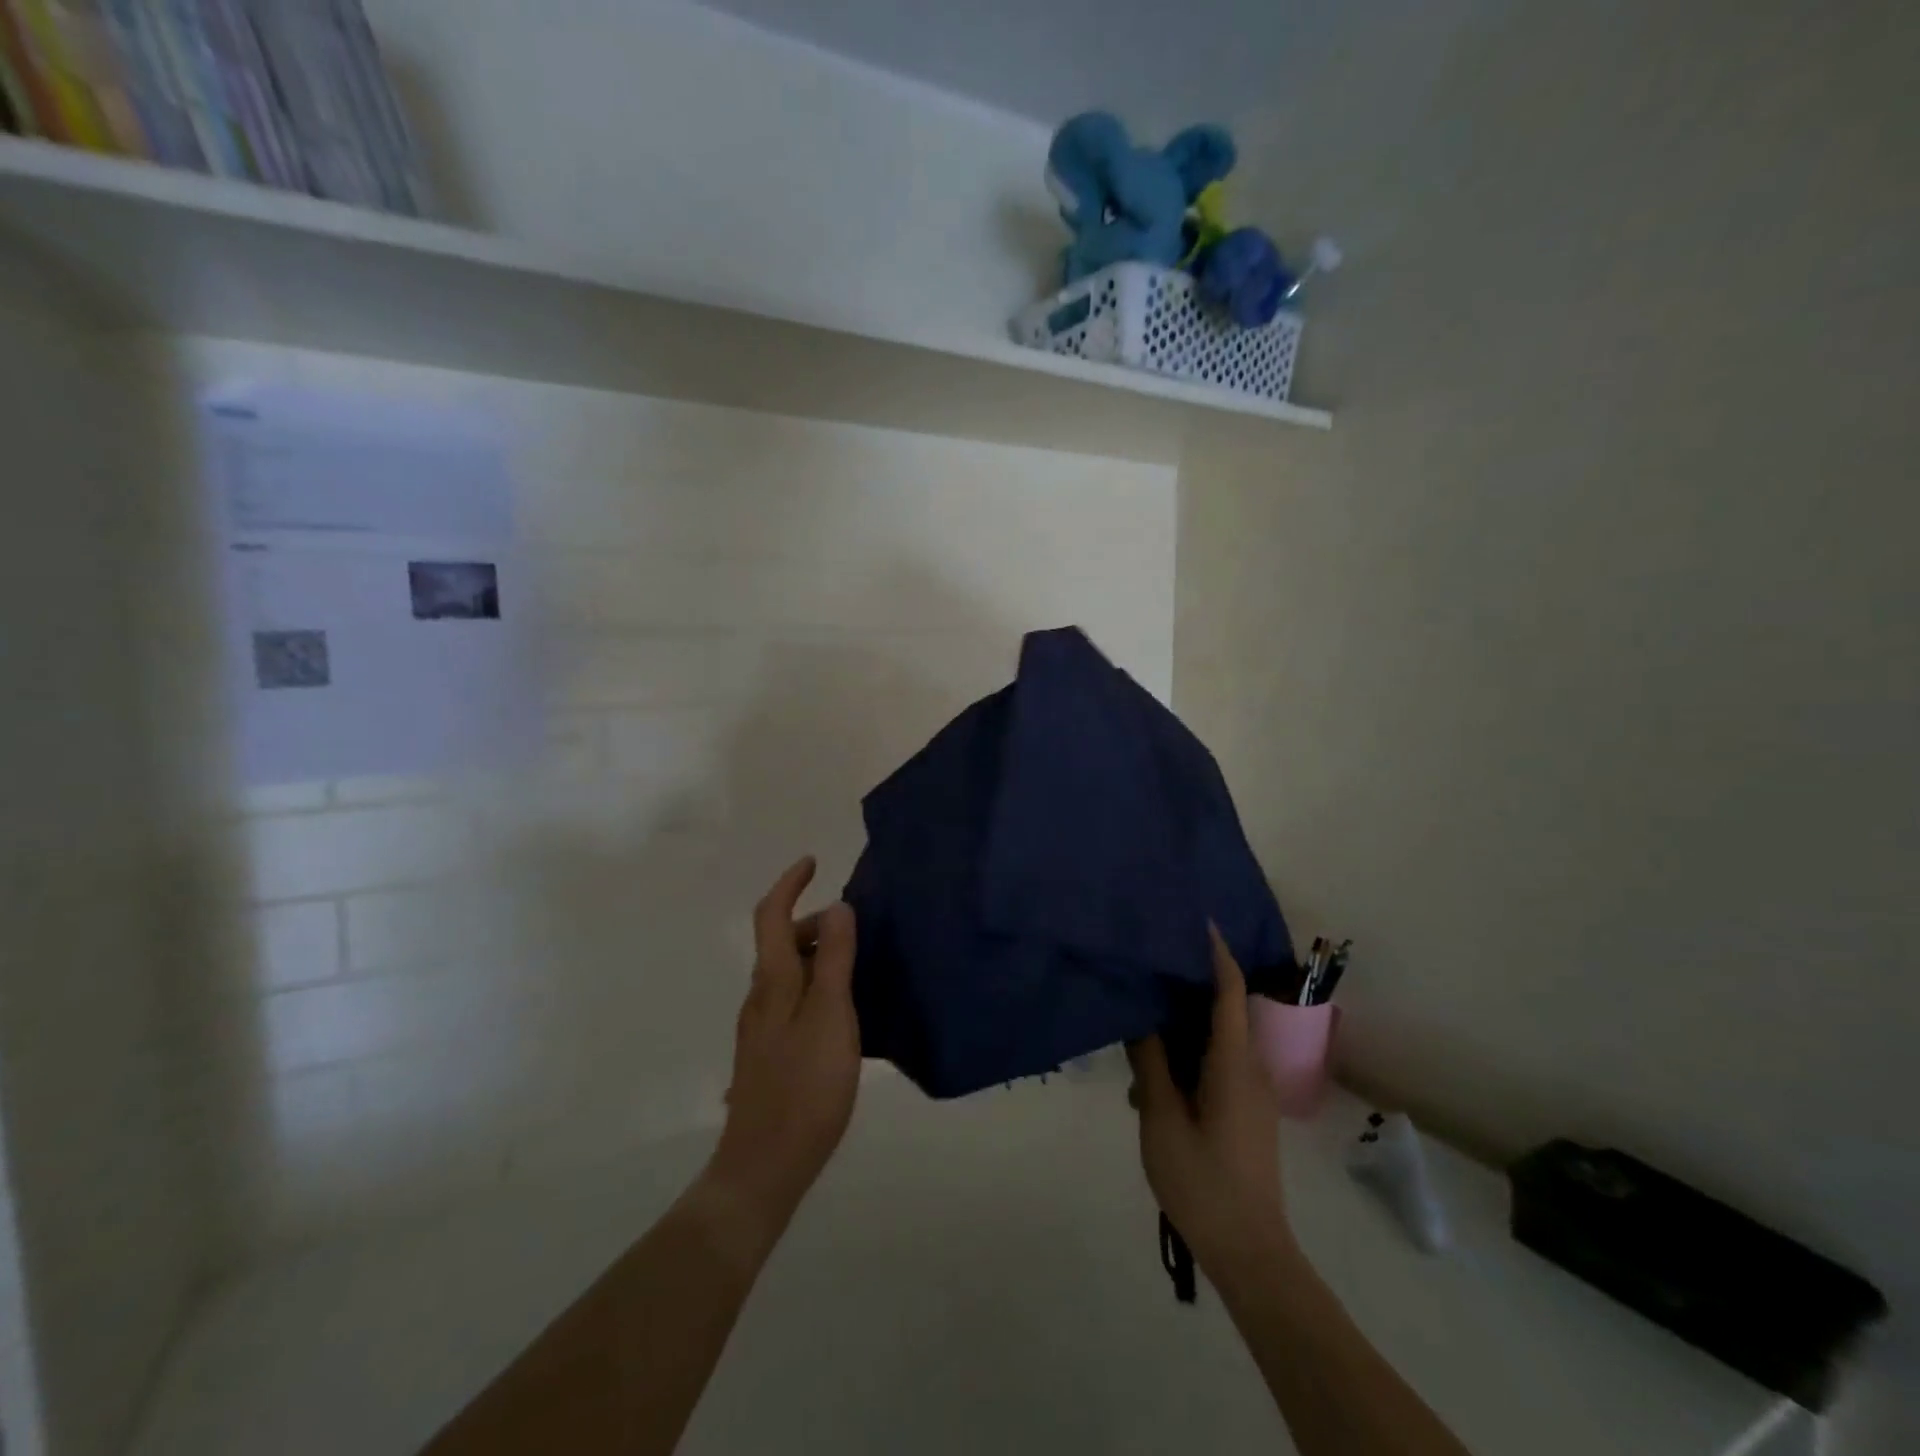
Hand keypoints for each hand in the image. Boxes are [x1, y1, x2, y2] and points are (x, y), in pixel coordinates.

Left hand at [702, 857, 860, 1242]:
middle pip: (782, 942)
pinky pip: (792, 1000)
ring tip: (859, 967)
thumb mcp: (831, 1014)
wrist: (764, 1165)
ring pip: (788, 973)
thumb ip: (836, 959)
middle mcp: (760, 996)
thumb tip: (839, 906)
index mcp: (773, 980)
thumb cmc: (805, 1084)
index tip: (812, 862)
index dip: (789, 884)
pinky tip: (844, 1013)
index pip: (772, 915)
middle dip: (815, 923)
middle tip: (858, 928)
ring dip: (819, 956)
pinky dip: (817, 986)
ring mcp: (760, 1027)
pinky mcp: (768, 1053)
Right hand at [1127, 926, 1294, 1281]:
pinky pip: (1216, 1063)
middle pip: (1222, 1008)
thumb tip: (1139, 1016)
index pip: (1228, 990)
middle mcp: (1250, 1068)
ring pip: (1215, 1039)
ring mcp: (1250, 1091)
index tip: (1196, 918)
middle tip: (1148, 962)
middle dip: (1187, 983)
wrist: (1249, 1252)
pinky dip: (1187, 1055)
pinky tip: (1150, 1077)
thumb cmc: (1203, 1181)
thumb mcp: (1161, 1118)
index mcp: (1233, 1063)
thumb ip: (1149, 1062)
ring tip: (1137, 1024)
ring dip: (1180, 1027)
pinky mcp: (1245, 1110)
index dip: (1215, 952)